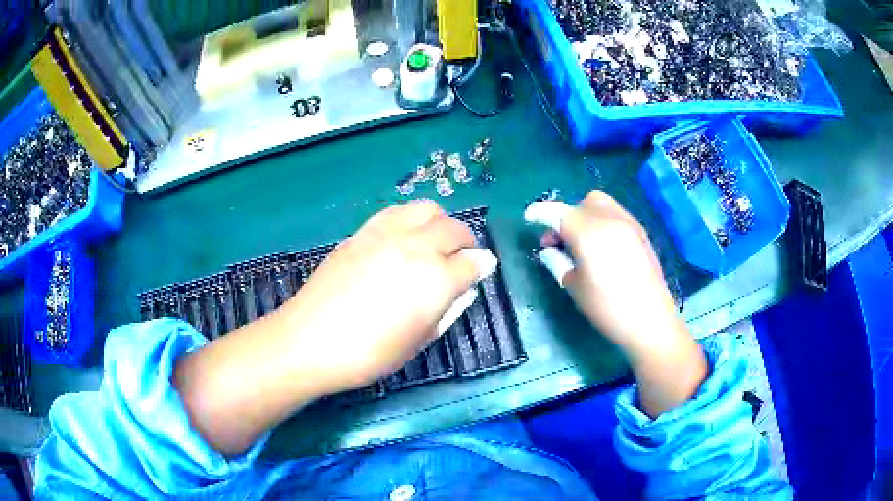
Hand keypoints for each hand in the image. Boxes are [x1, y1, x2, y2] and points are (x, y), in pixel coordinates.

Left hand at [280, 200, 481, 392]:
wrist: (310, 341)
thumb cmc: (368, 354)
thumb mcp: (417, 342)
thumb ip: (447, 310)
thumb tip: (465, 287)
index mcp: (436, 281)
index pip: (472, 263)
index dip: (480, 268)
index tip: (479, 272)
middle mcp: (417, 248)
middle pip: (454, 229)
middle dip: (465, 242)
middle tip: (460, 259)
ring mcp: (387, 234)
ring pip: (427, 209)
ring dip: (439, 223)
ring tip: (433, 242)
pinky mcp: (362, 232)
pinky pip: (396, 212)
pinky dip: (410, 219)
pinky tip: (402, 238)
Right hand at [548, 191, 706, 416]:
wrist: (650, 320)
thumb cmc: (607, 307)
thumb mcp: (574, 287)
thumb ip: (557, 262)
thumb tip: (548, 250)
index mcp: (588, 232)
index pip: (558, 212)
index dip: (540, 213)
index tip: (529, 218)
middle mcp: (610, 219)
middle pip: (583, 202)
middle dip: (567, 215)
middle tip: (560, 240)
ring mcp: (629, 224)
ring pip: (602, 205)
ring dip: (586, 216)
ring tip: (581, 244)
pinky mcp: (641, 233)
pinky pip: (616, 216)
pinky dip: (602, 223)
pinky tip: (602, 248)